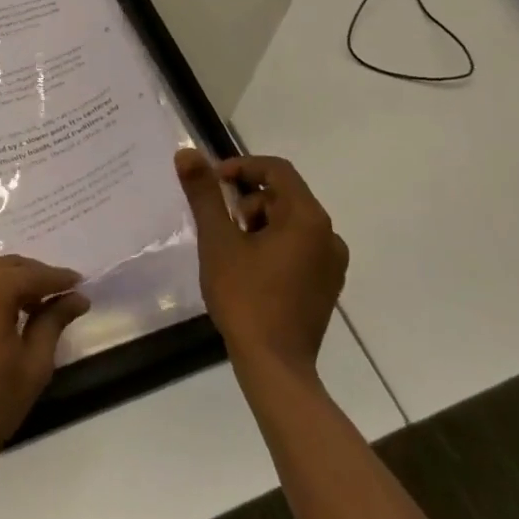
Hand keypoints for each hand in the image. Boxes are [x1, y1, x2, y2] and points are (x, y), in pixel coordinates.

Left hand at [0, 255, 89, 474]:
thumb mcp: (32, 365)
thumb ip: (53, 322)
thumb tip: (77, 297)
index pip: (35, 274)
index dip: (59, 279)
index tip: (79, 284)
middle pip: (9, 266)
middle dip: (34, 278)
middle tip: (57, 296)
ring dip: (6, 281)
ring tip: (25, 304)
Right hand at [174, 149, 347, 377]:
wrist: (275, 366)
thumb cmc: (245, 297)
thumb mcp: (218, 241)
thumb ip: (204, 194)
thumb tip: (186, 153)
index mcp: (307, 218)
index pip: (277, 170)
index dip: (241, 167)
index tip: (212, 181)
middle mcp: (328, 235)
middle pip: (285, 195)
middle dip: (248, 199)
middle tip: (220, 222)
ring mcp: (332, 263)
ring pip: (291, 222)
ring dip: (259, 223)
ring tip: (231, 248)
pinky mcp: (326, 285)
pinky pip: (299, 247)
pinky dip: (273, 244)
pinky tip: (250, 269)